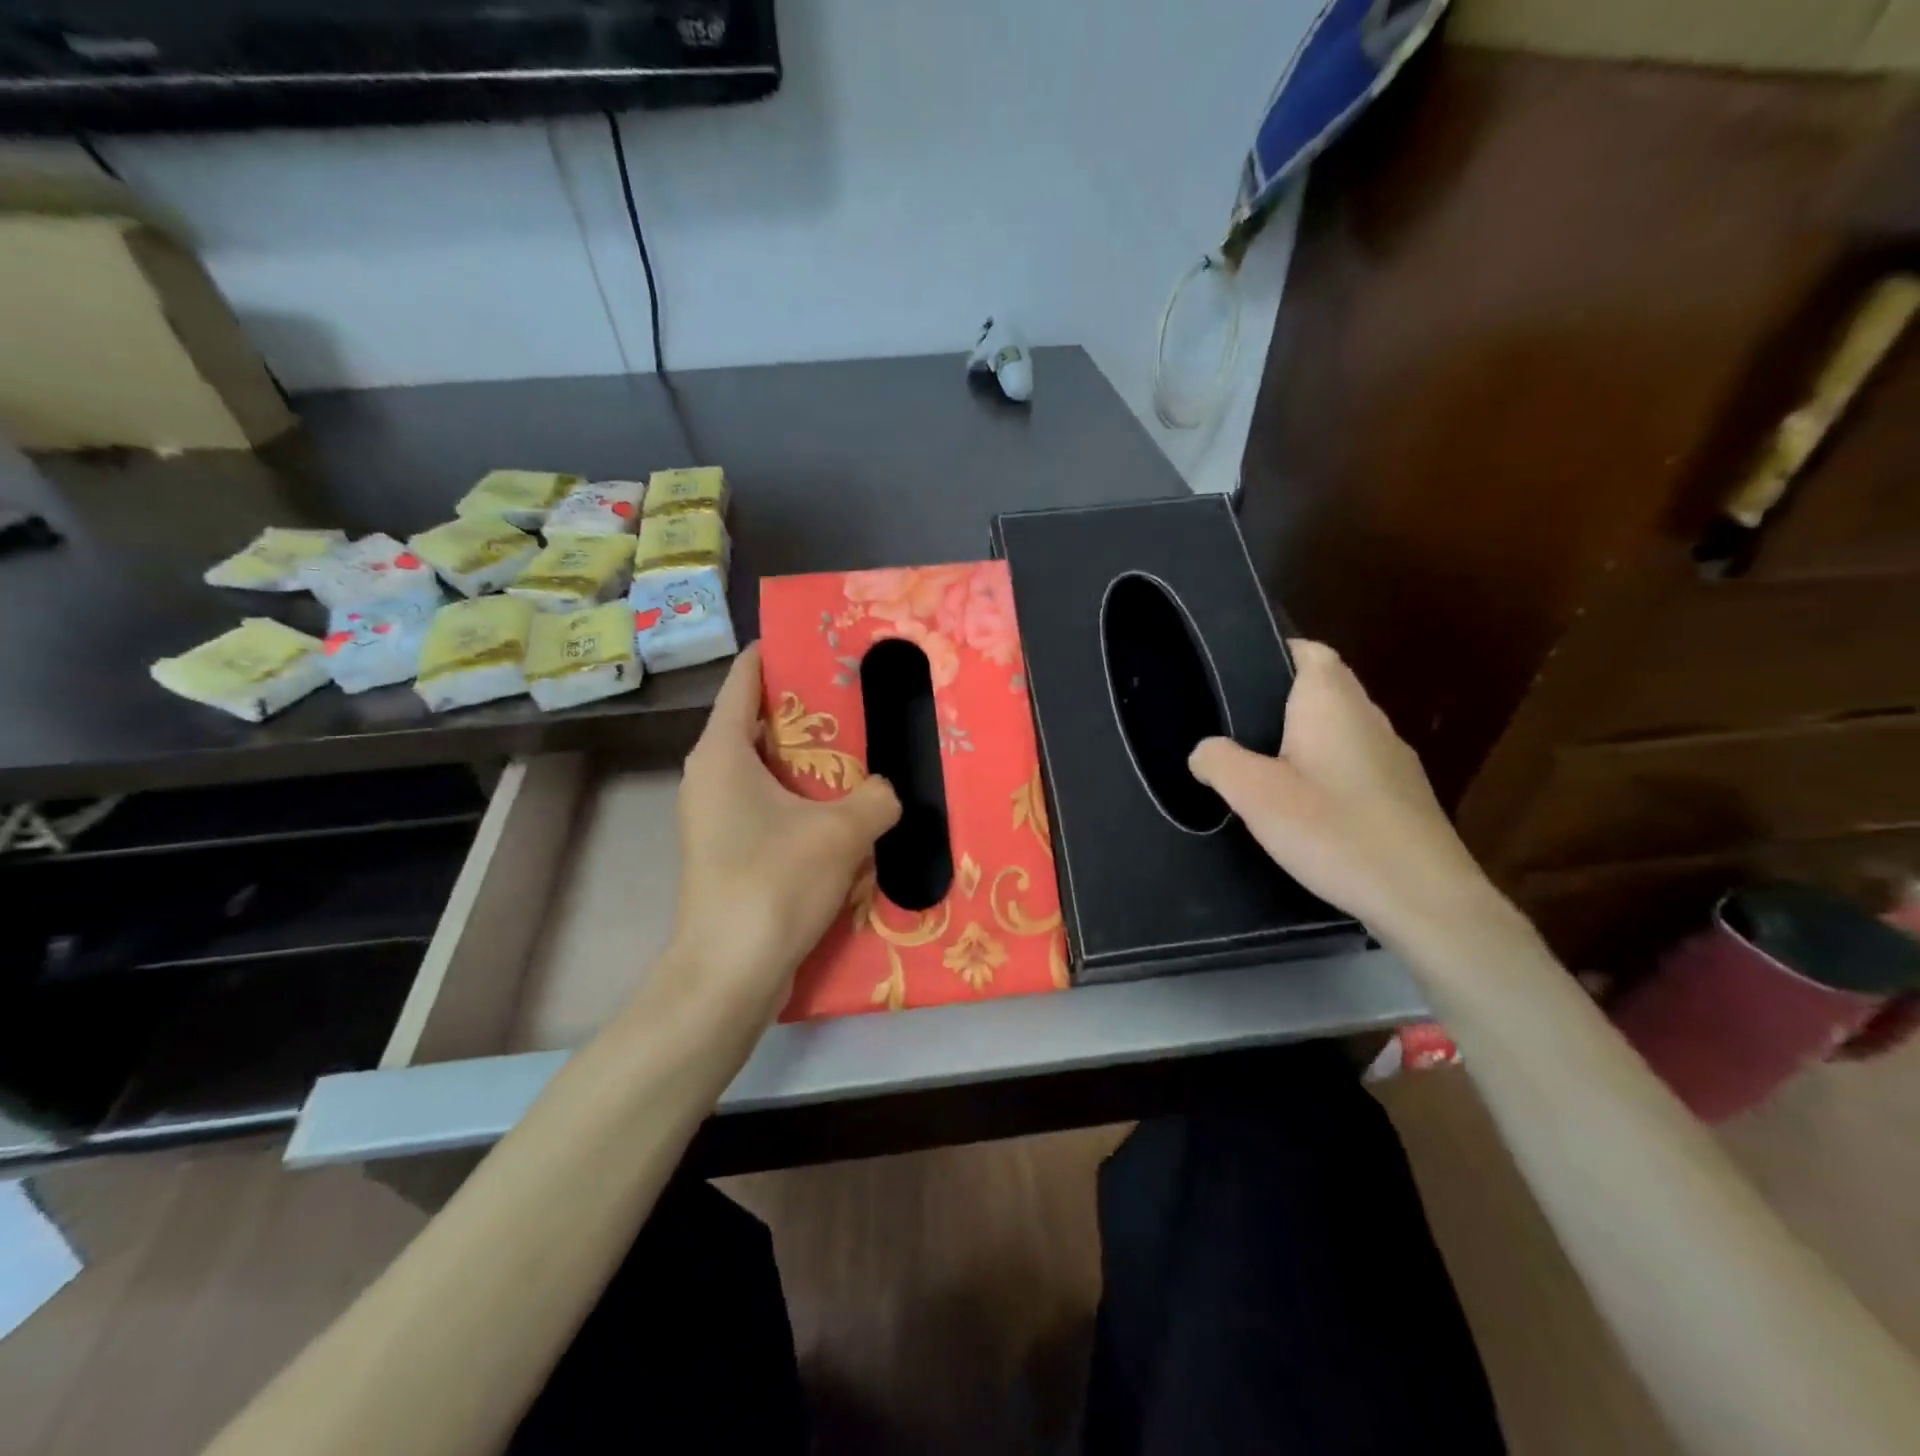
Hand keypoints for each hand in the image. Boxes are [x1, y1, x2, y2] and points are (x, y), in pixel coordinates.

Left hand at [662, 645, 900, 1030]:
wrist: (729, 972)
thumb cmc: (775, 881)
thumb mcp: (842, 831)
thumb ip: (876, 798)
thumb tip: (887, 791)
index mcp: (722, 752)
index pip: (743, 681)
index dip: (775, 654)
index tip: (815, 641)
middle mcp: (709, 777)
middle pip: (757, 724)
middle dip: (805, 711)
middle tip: (856, 700)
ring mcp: (713, 818)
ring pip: (764, 770)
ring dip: (807, 762)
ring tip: (858, 752)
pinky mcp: (725, 853)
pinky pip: (766, 807)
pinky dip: (799, 800)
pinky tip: (841, 812)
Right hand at [1188, 639, 1498, 947]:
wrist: (1424, 897)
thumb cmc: (1334, 831)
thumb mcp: (1255, 795)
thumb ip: (1219, 762)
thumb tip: (1203, 751)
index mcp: (1332, 703)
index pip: (1309, 651)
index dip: (1275, 652)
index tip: (1236, 675)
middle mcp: (1368, 718)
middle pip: (1324, 688)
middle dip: (1281, 699)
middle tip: (1234, 725)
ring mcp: (1392, 757)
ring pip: (1339, 728)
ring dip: (1304, 738)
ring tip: (1261, 766)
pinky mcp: (1402, 794)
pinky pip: (1354, 764)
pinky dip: (1326, 771)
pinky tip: (1305, 807)